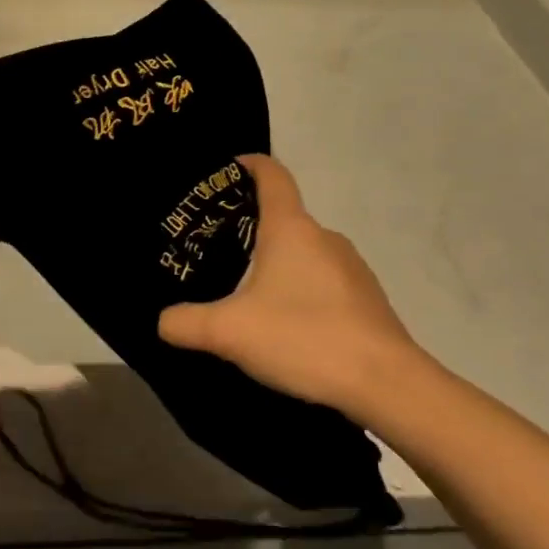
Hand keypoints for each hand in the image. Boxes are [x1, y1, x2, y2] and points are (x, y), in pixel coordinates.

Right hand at [157, 155, 428, 421]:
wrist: (387, 384)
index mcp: (291, 229)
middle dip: (251, 228)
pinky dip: (301, 290)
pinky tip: (287, 324)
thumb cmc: (304, 338)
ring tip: (247, 293)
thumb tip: (162, 321)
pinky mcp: (367, 299)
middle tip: (217, 251)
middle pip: (284, 217)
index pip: (272, 175)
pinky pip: (324, 281)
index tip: (228, 168)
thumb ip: (187, 323)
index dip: (249, 164)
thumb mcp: (230, 332)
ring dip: (278, 264)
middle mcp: (325, 238)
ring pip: (304, 253)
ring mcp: (352, 268)